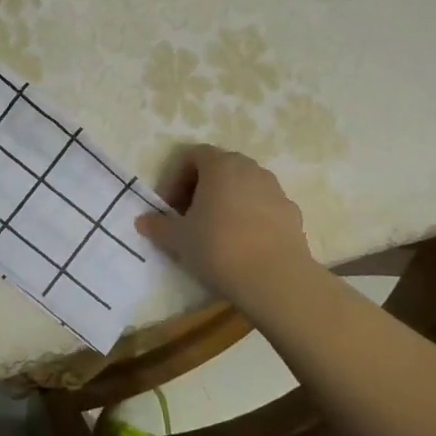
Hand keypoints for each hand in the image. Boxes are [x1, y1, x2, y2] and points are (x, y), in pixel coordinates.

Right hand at [135, 144, 316, 303]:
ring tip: (215, 232)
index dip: (174, 179)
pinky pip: (263, 207)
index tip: (168, 207)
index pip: (192, 155)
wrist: (276, 279)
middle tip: (188, 217)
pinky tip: (243, 245)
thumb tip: (143, 221)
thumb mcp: (178, 239)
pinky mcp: (292, 213)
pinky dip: (249, 217)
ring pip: (243, 187)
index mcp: (220, 165)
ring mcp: (275, 190)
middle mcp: (250, 169)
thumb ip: (158, 226)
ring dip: (226, 202)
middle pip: (219, 168)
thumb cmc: (218, 247)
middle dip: (200, 188)